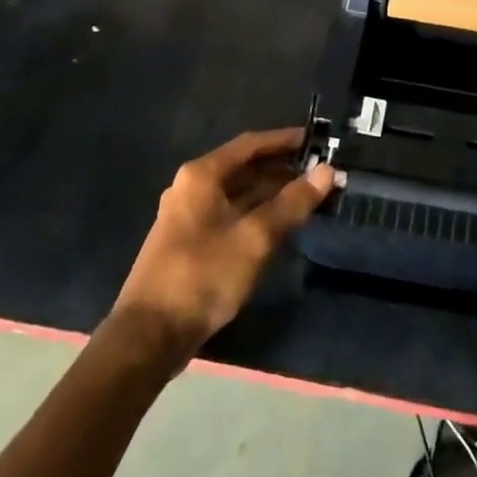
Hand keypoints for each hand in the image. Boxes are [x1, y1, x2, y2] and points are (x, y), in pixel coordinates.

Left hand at [112, 128, 333, 359]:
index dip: (285, 140)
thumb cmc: (203, 275)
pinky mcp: (190, 242)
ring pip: (238, 193)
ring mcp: (189, 215)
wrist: (148, 336)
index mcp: (203, 175)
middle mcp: (193, 187)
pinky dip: (256, 213)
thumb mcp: (255, 237)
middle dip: (282, 169)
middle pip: (245, 167)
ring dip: (271, 193)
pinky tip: (280, 224)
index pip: (251, 144)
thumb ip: (293, 202)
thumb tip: (327, 171)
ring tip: (308, 196)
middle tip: (319, 172)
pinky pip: (230, 214)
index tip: (317, 140)